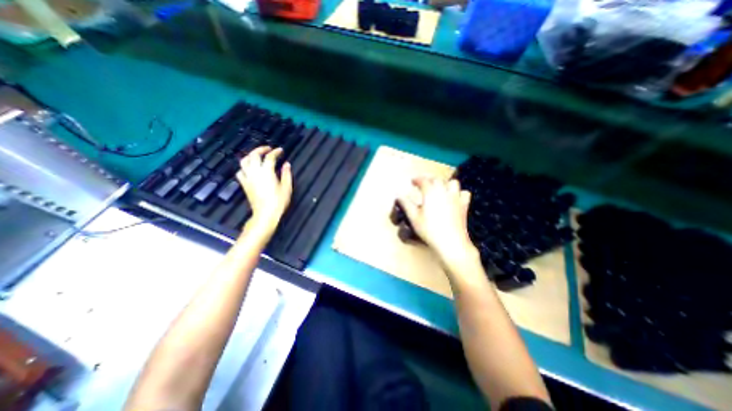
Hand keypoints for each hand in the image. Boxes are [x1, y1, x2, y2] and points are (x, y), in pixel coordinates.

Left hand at [236, 144, 289, 233]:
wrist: (265, 214)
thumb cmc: (278, 201)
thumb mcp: (287, 187)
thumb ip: (286, 174)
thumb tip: (287, 164)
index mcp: (267, 172)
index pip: (270, 157)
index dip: (275, 152)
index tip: (280, 150)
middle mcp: (255, 172)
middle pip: (254, 155)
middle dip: (261, 149)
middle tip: (268, 149)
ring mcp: (247, 178)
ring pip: (244, 161)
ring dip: (250, 156)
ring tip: (257, 156)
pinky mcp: (244, 184)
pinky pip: (240, 172)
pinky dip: (244, 167)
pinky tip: (249, 169)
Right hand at [398, 176, 477, 263]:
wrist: (451, 241)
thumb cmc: (430, 230)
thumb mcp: (414, 217)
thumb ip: (406, 204)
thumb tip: (399, 196)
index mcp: (430, 192)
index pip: (423, 181)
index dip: (417, 180)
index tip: (413, 181)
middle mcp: (444, 191)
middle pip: (437, 180)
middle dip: (429, 180)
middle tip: (423, 184)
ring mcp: (456, 198)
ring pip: (452, 183)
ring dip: (445, 183)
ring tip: (439, 189)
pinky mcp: (464, 205)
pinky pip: (464, 193)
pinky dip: (459, 193)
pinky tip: (454, 198)